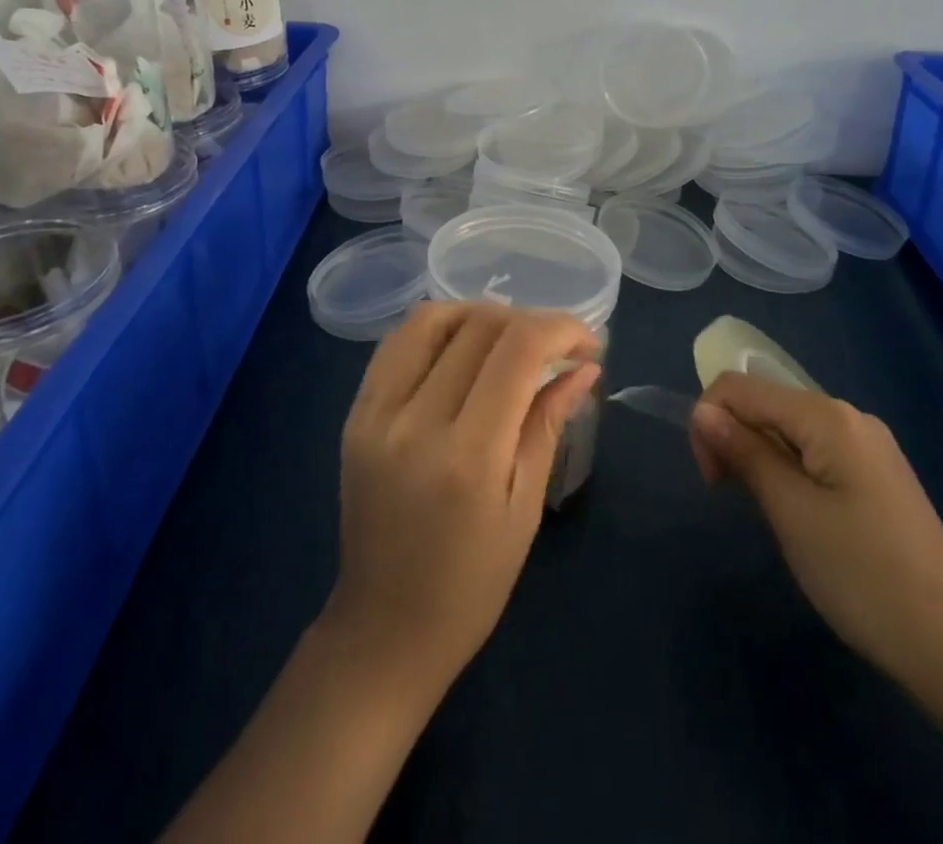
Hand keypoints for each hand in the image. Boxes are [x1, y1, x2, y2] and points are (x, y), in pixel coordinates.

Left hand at [325, 301, 601, 696]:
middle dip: (528, 321)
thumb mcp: (525, 507)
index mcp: (468, 455)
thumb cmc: (472, 584)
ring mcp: (375, 413)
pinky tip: (461, 348)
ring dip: (479, 315)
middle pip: (478, 326)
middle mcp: (415, 420)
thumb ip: (548, 422)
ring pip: (431, 319)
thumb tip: (584, 366)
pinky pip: (397, 343)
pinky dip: (437, 329)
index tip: (588, 343)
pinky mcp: (354, 414)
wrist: (384, 628)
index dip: (561, 329)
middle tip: (553, 347)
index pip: (517, 350)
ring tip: (508, 339)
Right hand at [690, 373, 942, 696]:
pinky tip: (800, 514)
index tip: (712, 479)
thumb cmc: (862, 574)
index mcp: (827, 415)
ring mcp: (868, 446)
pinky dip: (789, 470)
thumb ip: (744, 452)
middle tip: (735, 498)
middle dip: (735, 438)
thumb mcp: (790, 511)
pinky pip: (815, 452)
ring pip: (788, 429)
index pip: (740, 387)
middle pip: (766, 403)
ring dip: (760, 457)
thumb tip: (701, 412)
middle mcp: (849, 416)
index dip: (709, 421)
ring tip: (770, 512)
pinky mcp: (877, 476)